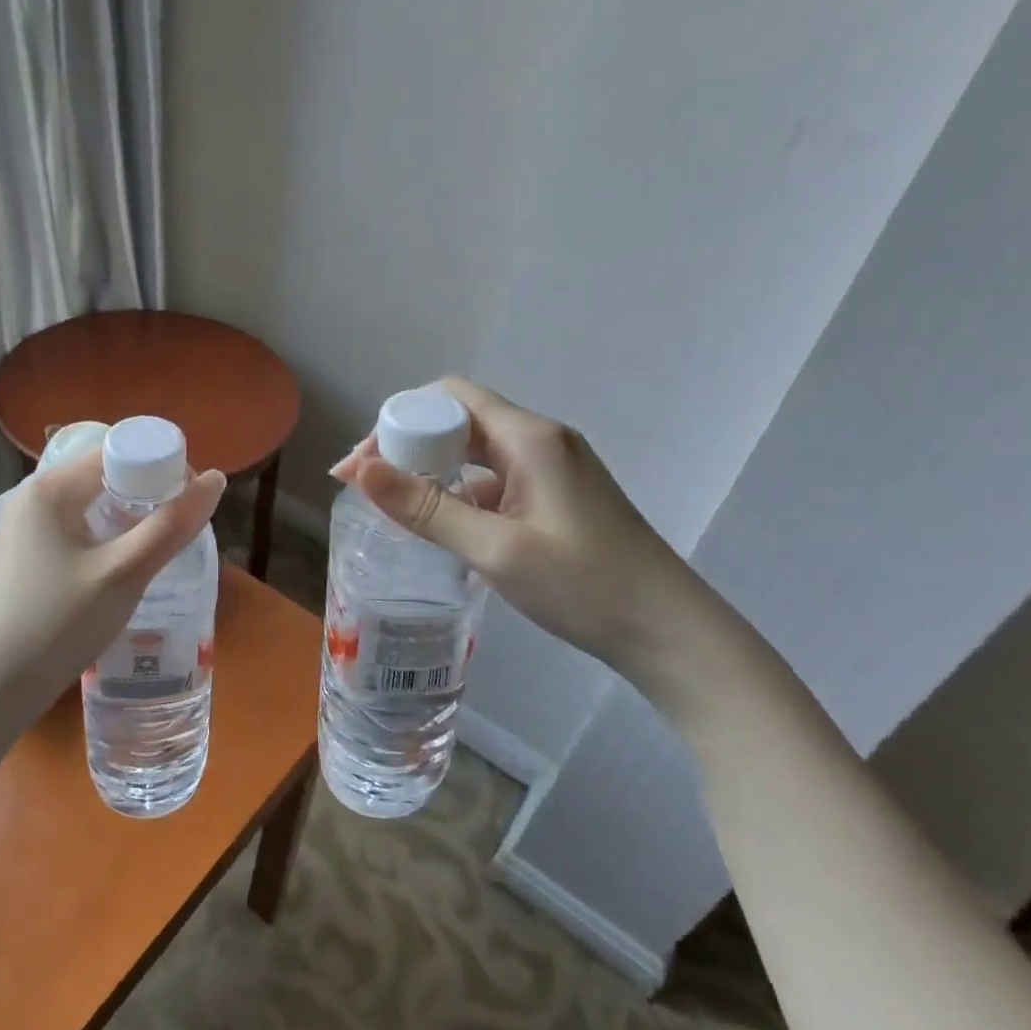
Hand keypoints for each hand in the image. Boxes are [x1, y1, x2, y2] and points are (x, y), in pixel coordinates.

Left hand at [0, 448, 226, 726]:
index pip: (117, 450)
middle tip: (179, 526)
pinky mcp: (24, 555)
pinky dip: (105, 536)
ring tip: (158, 546)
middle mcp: (33, 496)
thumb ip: (171, 526)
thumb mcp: (123, 575)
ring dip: (128, 516)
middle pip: (104, 474)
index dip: (161, 465)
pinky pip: (75, 528)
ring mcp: (24, 527)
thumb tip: (215, 479)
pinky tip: (123, 565)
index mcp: (51, 488)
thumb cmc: (56, 625)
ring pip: (91, 504)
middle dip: (147, 492)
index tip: (191, 499)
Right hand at [332, 376, 712, 678]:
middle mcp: (540, 439)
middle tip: (368, 485)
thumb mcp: (495, 549)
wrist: (670, 632)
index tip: (364, 463)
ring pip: (475, 450)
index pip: (449, 397)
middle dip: (408, 444)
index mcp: (529, 437)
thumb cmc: (584, 586)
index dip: (400, 419)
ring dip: (432, 468)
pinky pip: (495, 477)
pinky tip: (441, 522)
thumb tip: (360, 470)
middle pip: (459, 419)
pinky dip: (460, 490)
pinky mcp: (556, 495)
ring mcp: (552, 467)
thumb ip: (426, 507)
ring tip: (394, 503)